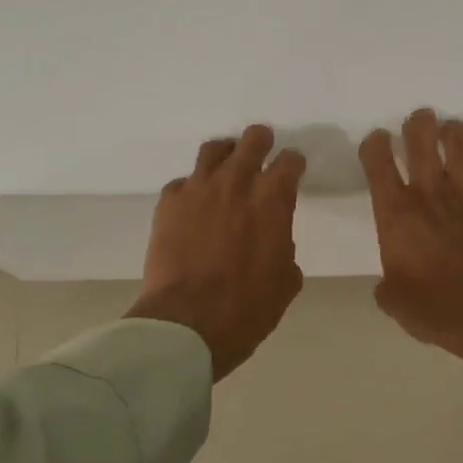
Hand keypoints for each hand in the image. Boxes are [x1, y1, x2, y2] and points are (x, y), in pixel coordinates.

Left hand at [128, 125, 306, 381]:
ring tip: (226, 167)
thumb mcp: (285, 282)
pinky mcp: (168, 203)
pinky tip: (194, 206)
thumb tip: (275, 241)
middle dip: (262, 143)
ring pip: (213, 150)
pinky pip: (182, 182)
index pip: (290, 161)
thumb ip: (284, 248)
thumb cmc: (248, 308)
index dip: (294, 164)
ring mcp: (198, 189)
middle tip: (263, 151)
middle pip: (252, 140)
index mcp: (273, 199)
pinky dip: (192, 189)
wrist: (188, 322)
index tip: (293, 171)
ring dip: (226, 155)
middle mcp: (236, 182)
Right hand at [361, 110, 462, 382]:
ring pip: (460, 143)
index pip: (377, 161)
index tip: (376, 144)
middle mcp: (431, 193)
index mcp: (396, 213)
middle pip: (421, 137)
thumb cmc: (436, 309)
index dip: (374, 144)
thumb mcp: (394, 302)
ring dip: (452, 133)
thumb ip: (388, 284)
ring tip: (449, 134)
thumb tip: (391, 282)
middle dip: (417, 123)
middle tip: (418, 123)